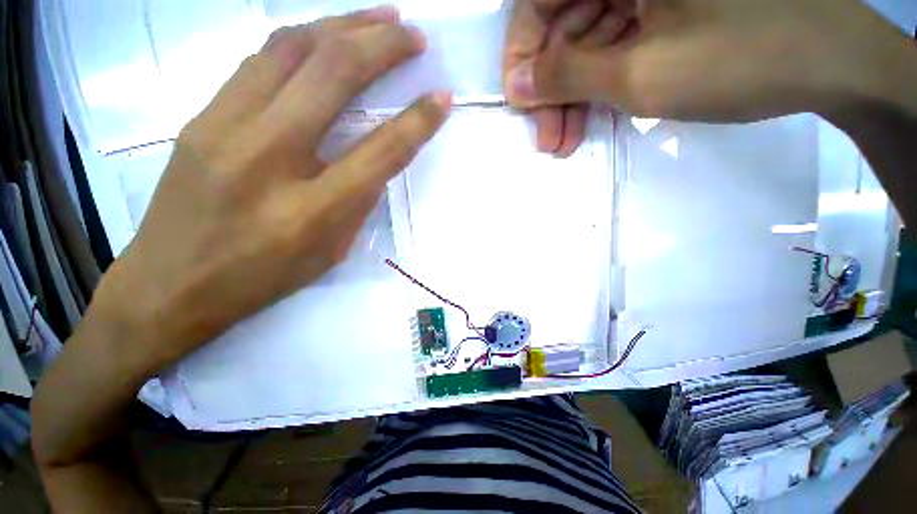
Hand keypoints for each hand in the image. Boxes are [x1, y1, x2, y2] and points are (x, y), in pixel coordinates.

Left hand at [95, 7, 451, 370]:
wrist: (169, 285)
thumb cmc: (260, 280)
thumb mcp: (329, 253)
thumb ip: (357, 204)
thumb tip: (374, 160)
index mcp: (312, 210)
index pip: (379, 151)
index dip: (417, 120)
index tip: (442, 96)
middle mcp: (269, 158)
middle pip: (333, 77)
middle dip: (382, 45)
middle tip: (414, 34)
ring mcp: (225, 128)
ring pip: (291, 50)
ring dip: (342, 24)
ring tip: (379, 16)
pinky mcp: (201, 117)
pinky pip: (259, 61)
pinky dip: (302, 40)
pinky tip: (325, 36)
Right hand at [504, 0, 909, 139]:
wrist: (829, 64)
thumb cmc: (744, 57)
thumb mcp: (642, 73)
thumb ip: (569, 76)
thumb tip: (518, 86)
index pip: (540, 0)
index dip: (522, 54)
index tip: (519, 102)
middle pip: (563, 25)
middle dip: (550, 88)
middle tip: (546, 138)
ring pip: (586, 42)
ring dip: (571, 96)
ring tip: (563, 141)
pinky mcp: (662, 9)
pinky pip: (612, 47)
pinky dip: (597, 86)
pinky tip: (590, 120)